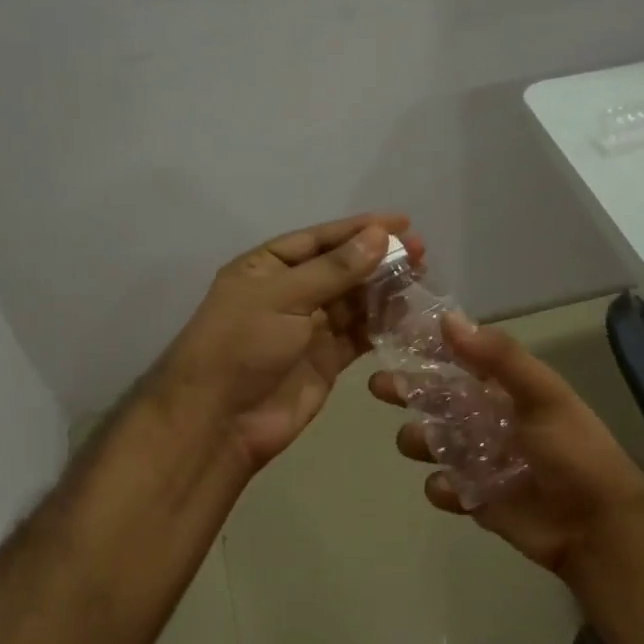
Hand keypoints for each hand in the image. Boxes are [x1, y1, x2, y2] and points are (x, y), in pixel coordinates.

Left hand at [155, 213, 423, 472]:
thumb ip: (335, 269)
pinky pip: (359, 335)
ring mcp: (308, 328)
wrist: (221, 421)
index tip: (403, 222)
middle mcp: (289, 293)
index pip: (320, 239)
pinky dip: (382, 325)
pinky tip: (409, 315)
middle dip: (379, 259)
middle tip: (422, 252)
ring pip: (354, 301)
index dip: (360, 229)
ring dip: (385, 290)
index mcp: (267, 268)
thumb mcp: (284, 297)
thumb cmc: (242, 346)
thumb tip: (380, 235)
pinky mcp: (326, 360)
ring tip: (422, 280)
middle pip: (341, 268)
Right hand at [369, 314, 643, 579]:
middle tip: (379, 386)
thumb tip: (448, 318)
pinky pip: (445, 488)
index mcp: (506, 390)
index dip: (430, 348)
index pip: (461, 360)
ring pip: (435, 443)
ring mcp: (481, 460)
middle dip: (409, 392)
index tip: (395, 336)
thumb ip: (498, 358)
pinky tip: (451, 488)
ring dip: (420, 439)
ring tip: (418, 441)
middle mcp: (489, 419)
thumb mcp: (541, 395)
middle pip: (438, 400)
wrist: (596, 526)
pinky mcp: (477, 498)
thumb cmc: (573, 451)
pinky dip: (442, 487)